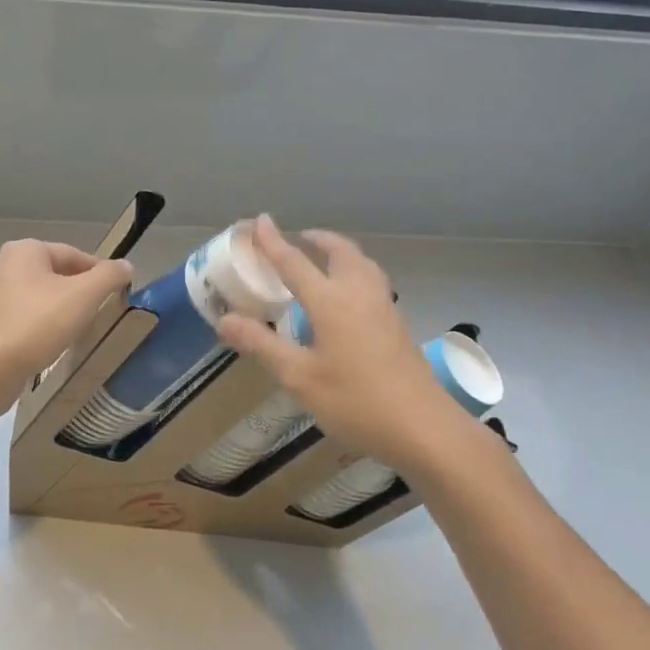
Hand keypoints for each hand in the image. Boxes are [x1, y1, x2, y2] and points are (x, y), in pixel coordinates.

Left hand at [0, 239, 133, 404]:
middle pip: (55, 275)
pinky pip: (24, 320)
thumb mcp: (83, 295)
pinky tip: (53, 345)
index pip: (73, 254)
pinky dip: (41, 328)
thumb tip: (126, 265)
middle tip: (101, 312)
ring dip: (60, 311)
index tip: (117, 292)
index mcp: (25, 251)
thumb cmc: (38, 323)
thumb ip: (108, 276)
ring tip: (80, 331)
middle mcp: (3, 267)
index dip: (99, 272)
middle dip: (79, 292)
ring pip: (39, 298)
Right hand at [215, 216, 475, 472]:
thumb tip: (224, 319)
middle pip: (339, 251)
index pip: (295, 262)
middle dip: (316, 239)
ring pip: (361, 263)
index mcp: (331, 301)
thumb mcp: (300, 378)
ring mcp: (384, 307)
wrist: (425, 429)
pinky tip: (347, 298)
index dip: (273, 241)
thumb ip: (262, 345)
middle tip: (298, 240)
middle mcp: (359, 293)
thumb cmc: (357, 402)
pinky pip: (372, 281)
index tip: (260, 220)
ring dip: (339, 253)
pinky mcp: (398, 324)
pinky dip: (353, 272)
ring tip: (322, 261)